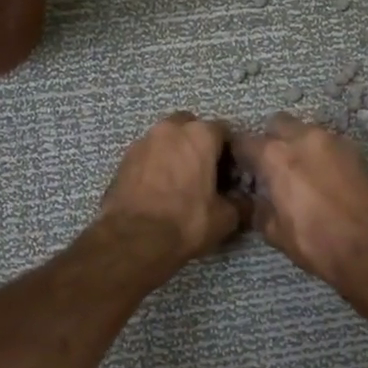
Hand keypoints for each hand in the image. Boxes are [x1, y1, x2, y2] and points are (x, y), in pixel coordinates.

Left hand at [98, 113, 245, 270]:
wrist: (133, 240)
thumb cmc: (186, 222)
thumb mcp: (224, 218)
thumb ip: (240, 203)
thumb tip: (244, 202)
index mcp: (199, 135)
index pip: (224, 132)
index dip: (230, 153)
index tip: (231, 174)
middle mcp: (169, 129)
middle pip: (190, 128)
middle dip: (198, 145)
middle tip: (204, 173)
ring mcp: (142, 142)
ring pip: (165, 141)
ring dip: (174, 154)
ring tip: (179, 184)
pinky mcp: (122, 160)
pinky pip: (147, 157)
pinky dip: (155, 167)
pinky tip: (159, 191)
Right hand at [230, 114, 367, 295]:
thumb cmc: (318, 243)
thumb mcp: (276, 233)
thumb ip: (261, 209)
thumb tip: (260, 201)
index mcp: (277, 157)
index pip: (245, 142)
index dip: (240, 155)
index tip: (242, 169)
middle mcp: (305, 139)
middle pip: (278, 124)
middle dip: (272, 140)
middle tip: (273, 167)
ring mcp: (335, 141)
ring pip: (307, 132)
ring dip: (299, 146)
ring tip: (302, 175)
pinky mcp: (358, 152)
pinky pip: (331, 145)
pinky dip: (323, 156)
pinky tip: (326, 181)